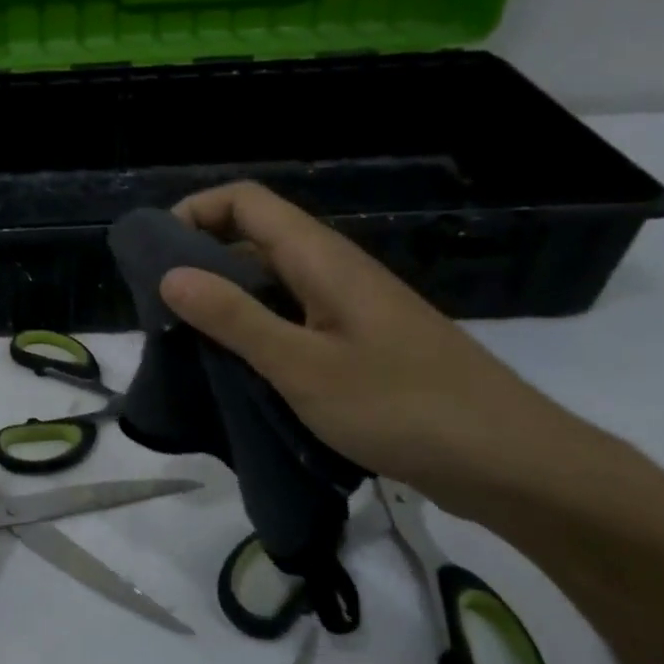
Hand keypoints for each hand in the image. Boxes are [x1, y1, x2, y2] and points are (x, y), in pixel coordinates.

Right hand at [158, 182, 592, 518]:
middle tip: (160, 307)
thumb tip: (169, 274)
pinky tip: (236, 368)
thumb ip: (234, 318)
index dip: (195, 212)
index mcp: (322, 259)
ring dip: (224, 298)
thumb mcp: (302, 366)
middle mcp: (334, 271)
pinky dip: (254, 330)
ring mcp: (349, 308)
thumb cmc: (402, 408)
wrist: (510, 463)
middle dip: (199, 258)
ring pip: (272, 281)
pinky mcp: (358, 343)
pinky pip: (292, 317)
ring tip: (186, 339)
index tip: (154, 256)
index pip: (247, 201)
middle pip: (255, 236)